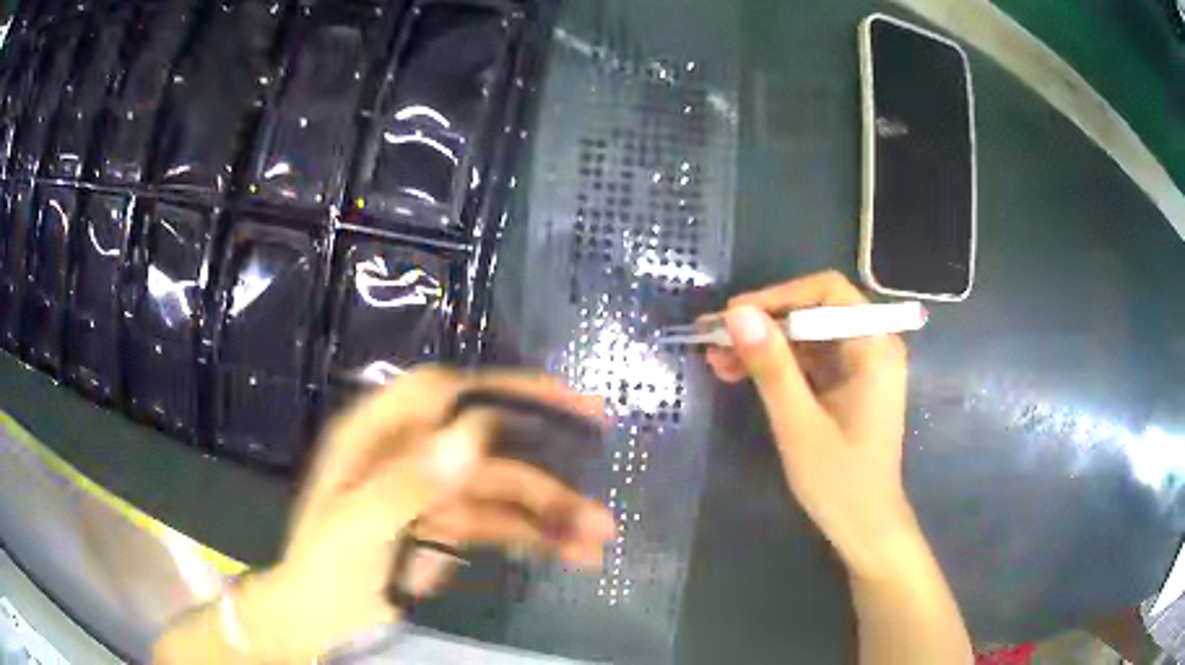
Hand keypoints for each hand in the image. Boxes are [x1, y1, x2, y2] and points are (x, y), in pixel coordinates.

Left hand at [223, 368, 614, 662]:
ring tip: (599, 534)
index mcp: (378, 436)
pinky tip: (574, 554)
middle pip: (486, 443)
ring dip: (551, 509)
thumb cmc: (325, 567)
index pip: (445, 392)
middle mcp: (410, 453)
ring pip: (502, 489)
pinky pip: (499, 524)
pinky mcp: (448, 526)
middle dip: (544, 458)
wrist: (320, 617)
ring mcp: (432, 491)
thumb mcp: (358, 526)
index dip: (503, 388)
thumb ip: (409, 482)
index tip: (561, 400)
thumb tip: (473, 435)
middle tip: (602, 453)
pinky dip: (536, 537)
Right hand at [705, 271, 915, 575]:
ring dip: (764, 345)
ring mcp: (861, 365)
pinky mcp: (849, 384)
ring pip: (807, 335)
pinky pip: (810, 360)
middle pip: (814, 311)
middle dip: (764, 323)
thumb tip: (736, 314)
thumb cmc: (840, 481)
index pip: (826, 292)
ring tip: (717, 358)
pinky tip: (741, 373)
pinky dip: (777, 365)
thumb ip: (771, 366)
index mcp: (874, 346)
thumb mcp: (798, 423)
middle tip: (714, 338)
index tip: (732, 316)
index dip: (777, 296)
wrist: (866, 527)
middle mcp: (873, 345)